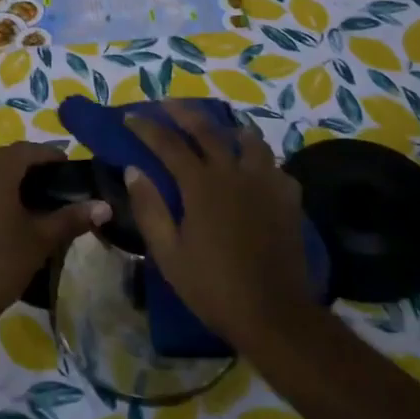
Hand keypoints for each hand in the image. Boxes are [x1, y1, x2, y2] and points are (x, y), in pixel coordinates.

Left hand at [0, 143, 108, 334]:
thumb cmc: (0, 262)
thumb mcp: (41, 240)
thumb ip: (72, 218)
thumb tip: (105, 206)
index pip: (26, 150)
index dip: (49, 154)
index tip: (68, 166)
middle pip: (5, 160)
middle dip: (30, 166)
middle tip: (54, 182)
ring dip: (10, 181)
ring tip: (33, 201)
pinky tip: (5, 220)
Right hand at [123, 104, 316, 351]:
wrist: (273, 313)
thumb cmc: (212, 286)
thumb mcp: (168, 253)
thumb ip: (149, 208)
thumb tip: (133, 170)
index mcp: (201, 185)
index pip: (169, 144)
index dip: (147, 128)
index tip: (130, 117)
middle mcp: (235, 173)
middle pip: (208, 129)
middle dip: (184, 112)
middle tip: (167, 105)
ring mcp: (266, 182)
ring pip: (249, 139)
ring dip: (228, 129)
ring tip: (219, 130)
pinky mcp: (289, 198)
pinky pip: (273, 165)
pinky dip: (258, 160)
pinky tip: (253, 170)